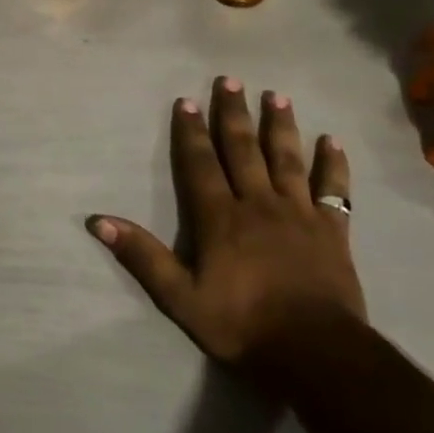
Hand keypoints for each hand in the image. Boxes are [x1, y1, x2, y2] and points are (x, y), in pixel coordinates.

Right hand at [92, 77, 365, 372]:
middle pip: (244, 150)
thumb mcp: (181, 298)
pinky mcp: (333, 232)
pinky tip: (333, 142)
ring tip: (277, 96)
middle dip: (234, 114)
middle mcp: (259, 204)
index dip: (192, 132)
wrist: (316, 353)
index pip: (201, 164)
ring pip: (288, 160)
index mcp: (221, 218)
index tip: (187, 101)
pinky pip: (334, 191)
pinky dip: (334, 165)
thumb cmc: (243, 325)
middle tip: (231, 80)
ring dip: (281, 126)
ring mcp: (300, 214)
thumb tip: (98, 222)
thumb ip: (142, 257)